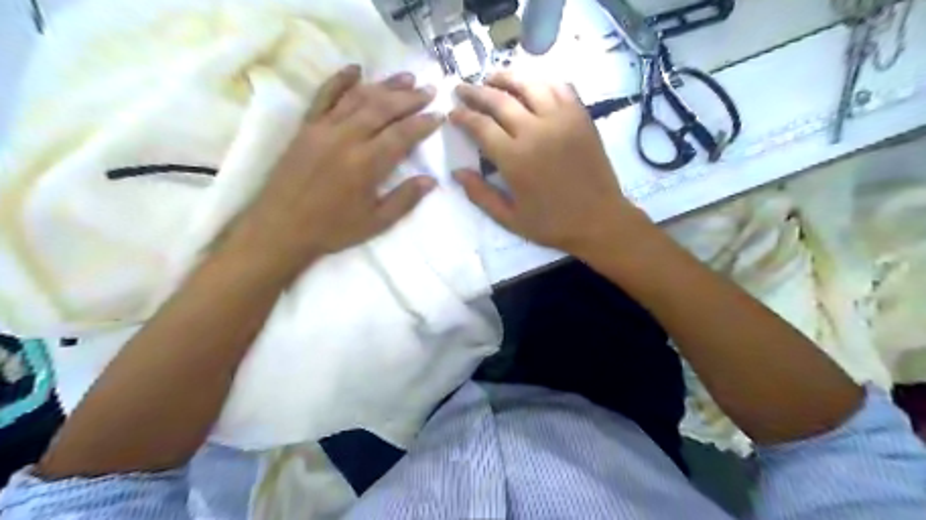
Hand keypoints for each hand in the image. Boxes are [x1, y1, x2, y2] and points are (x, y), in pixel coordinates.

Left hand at [225, 65, 440, 272]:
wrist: (280, 228)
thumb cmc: (332, 229)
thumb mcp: (375, 222)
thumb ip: (404, 199)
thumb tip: (431, 180)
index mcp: (366, 164)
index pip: (402, 134)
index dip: (423, 123)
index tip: (439, 114)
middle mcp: (346, 138)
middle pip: (383, 109)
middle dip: (409, 98)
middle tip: (429, 90)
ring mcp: (323, 128)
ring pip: (358, 97)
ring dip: (384, 85)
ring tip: (405, 77)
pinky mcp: (306, 127)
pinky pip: (324, 96)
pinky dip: (340, 80)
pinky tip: (356, 69)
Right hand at [452, 71, 640, 254]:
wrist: (599, 220)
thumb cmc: (552, 224)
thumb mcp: (510, 219)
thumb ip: (480, 195)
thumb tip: (456, 172)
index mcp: (515, 158)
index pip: (481, 125)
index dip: (462, 116)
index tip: (452, 112)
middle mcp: (536, 131)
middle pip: (499, 99)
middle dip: (475, 91)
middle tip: (462, 88)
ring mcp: (561, 120)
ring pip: (529, 85)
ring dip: (506, 78)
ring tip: (492, 78)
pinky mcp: (581, 117)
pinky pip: (560, 88)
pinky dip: (542, 82)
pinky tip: (532, 85)